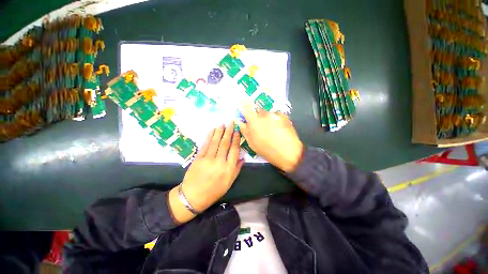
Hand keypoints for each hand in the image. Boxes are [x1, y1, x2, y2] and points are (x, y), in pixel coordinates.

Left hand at [180, 122, 243, 211]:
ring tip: (222, 122)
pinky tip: (212, 130)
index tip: (237, 131)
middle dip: (228, 131)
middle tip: (231, 121)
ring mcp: (208, 159)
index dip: (236, 139)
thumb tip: (243, 158)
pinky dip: (209, 136)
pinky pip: (205, 145)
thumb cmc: (214, 191)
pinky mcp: (198, 158)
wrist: (193, 196)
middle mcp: (219, 162)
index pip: (234, 150)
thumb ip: (236, 170)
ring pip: (215, 142)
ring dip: (219, 131)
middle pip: (225, 143)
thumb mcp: (229, 183)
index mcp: (228, 169)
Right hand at [239, 104, 302, 172]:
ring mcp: (275, 114)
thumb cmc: (266, 150)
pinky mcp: (284, 116)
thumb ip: (244, 129)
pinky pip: (277, 115)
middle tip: (260, 125)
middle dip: (257, 115)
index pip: (246, 106)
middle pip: (258, 109)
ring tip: (271, 130)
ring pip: (268, 113)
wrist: (288, 153)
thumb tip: (239, 121)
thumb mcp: (252, 142)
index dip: (243, 102)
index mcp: (254, 120)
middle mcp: (264, 114)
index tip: (242, 100)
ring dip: (267, 118)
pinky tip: (278, 129)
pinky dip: (275, 120)